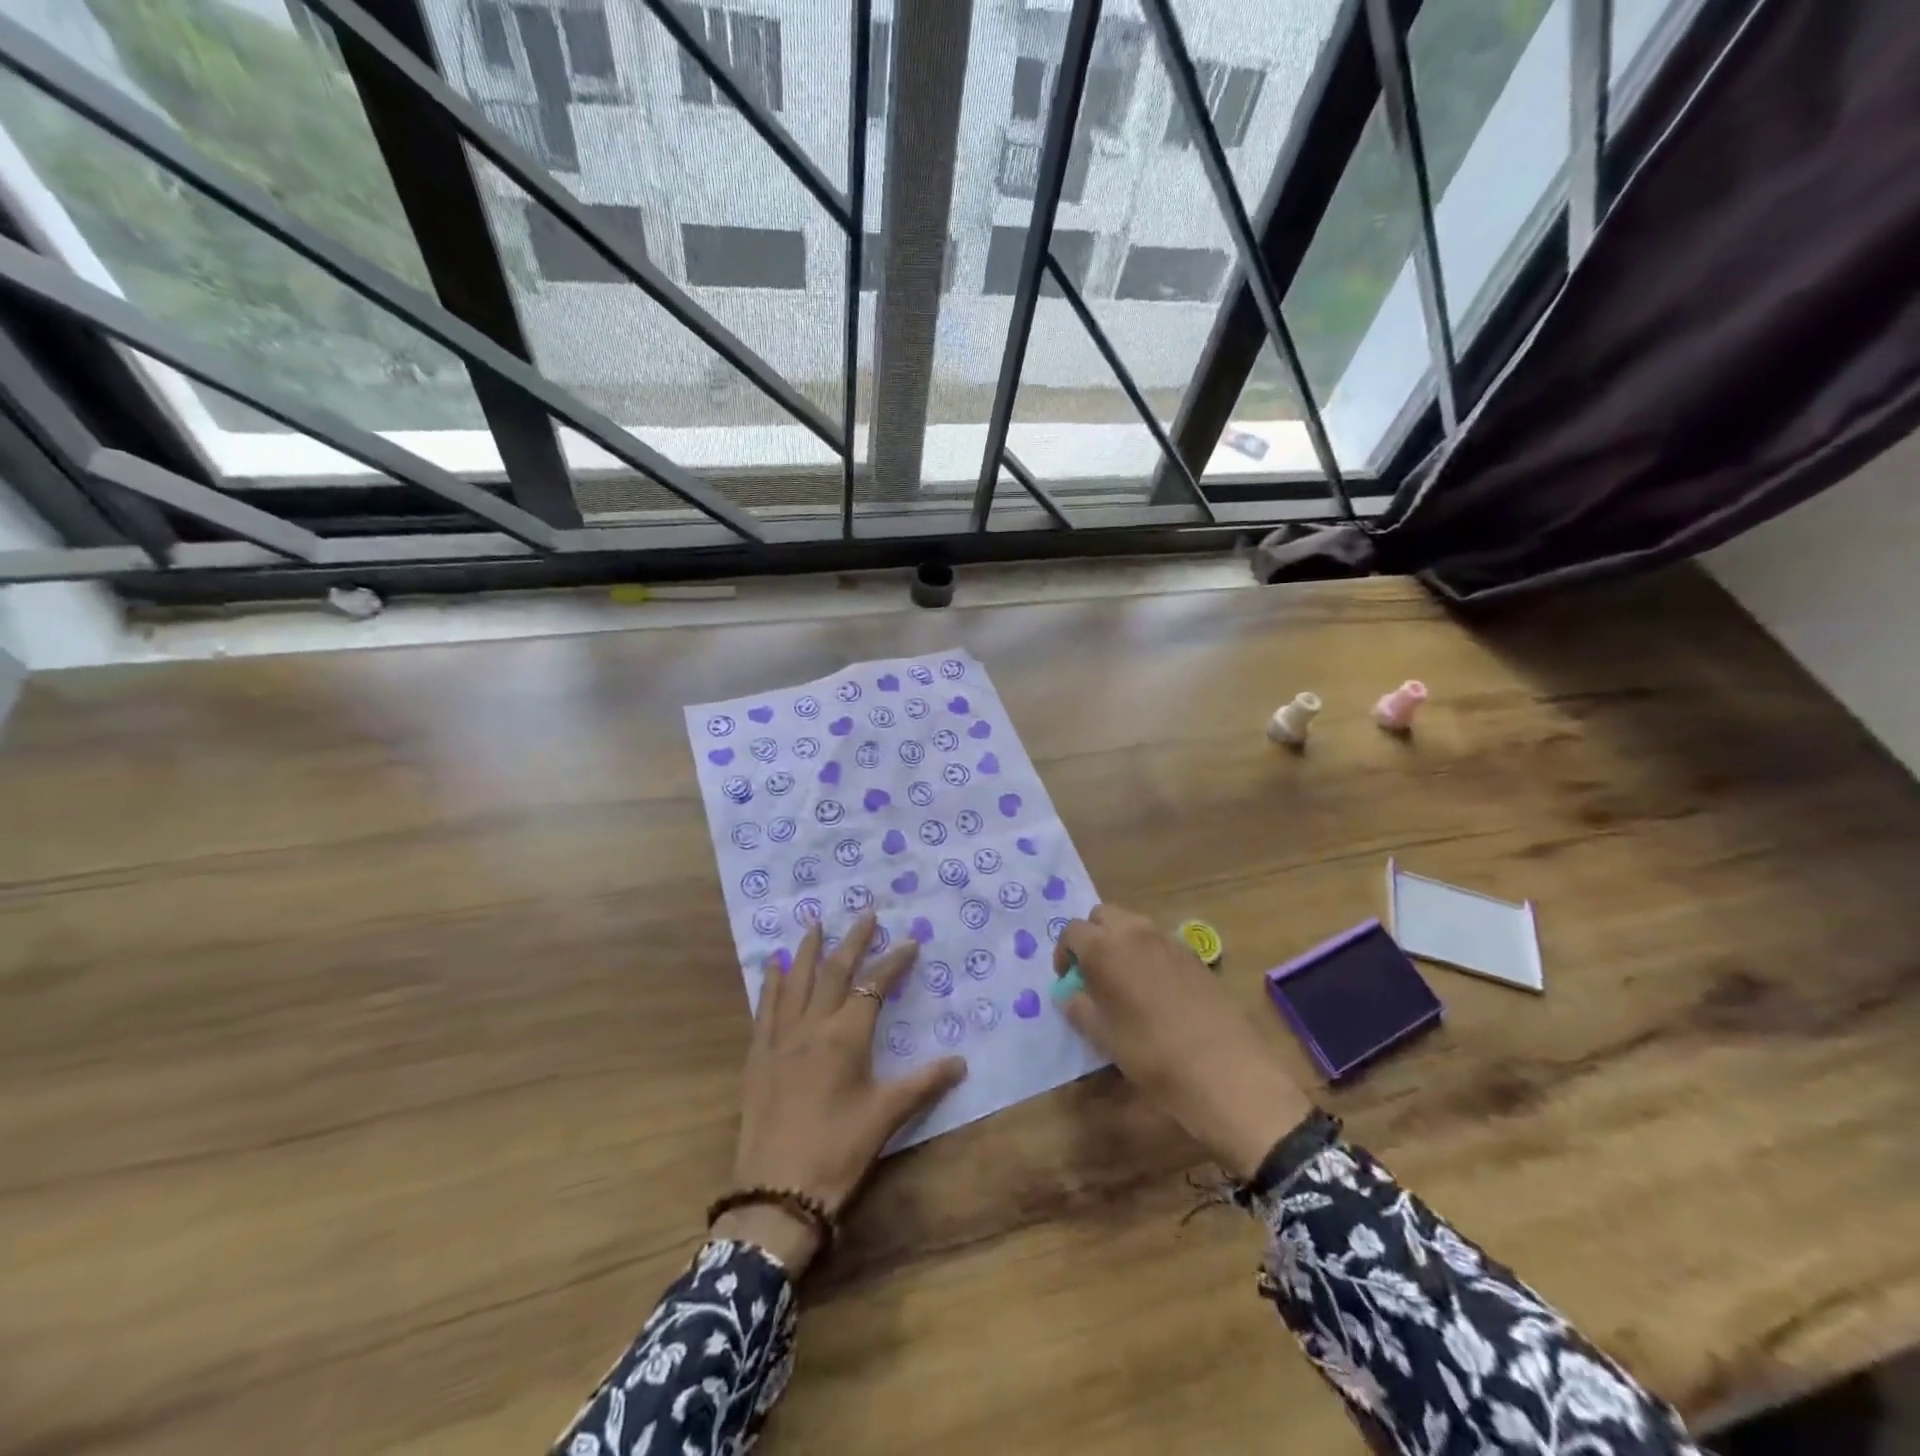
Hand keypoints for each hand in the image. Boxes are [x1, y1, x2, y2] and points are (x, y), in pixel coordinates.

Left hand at [716, 914, 966, 1275]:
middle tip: (866, 914)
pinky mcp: (758, 1056)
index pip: (875, 986)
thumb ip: (924, 1084)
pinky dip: (770, 983)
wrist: (776, 1193)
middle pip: (834, 972)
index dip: (894, 962)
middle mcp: (812, 1026)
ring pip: (796, 982)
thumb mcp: (886, 1117)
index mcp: (846, 1036)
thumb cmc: (838, 1152)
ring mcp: (781, 1039)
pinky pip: (765, 1008)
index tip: (911, 942)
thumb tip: (962, 1062)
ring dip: (808, 950)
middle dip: (853, 941)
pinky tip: (771, 966)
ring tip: (815, 923)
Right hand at [1054, 905, 1311, 1178]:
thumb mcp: (1105, 1037)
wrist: (1227, 1071)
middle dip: (1092, 937)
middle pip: (1103, 916)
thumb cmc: (1153, 1055)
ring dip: (1120, 942)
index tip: (1069, 981)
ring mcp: (1169, 940)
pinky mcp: (1194, 954)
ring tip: (1123, 982)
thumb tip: (1070, 994)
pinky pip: (1159, 940)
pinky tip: (1154, 990)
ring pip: (1133, 924)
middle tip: (1093, 974)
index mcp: (1106, 948)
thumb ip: (1079, 1008)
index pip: (1072, 930)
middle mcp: (1136, 932)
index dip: (1065, 953)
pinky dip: (1147, 953)